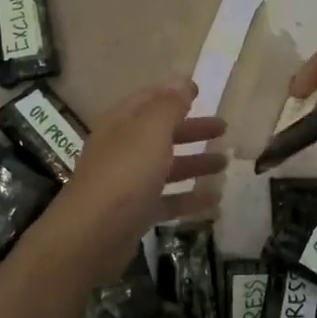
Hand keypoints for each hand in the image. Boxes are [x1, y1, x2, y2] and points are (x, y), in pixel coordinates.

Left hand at [49, 80, 226, 267]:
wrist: (92, 235)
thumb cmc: (125, 173)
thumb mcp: (150, 130)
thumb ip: (169, 105)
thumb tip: (183, 82)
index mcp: (123, 123)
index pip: (149, 100)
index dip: (173, 93)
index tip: (201, 92)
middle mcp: (123, 149)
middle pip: (161, 134)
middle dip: (192, 129)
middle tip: (223, 129)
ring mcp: (128, 183)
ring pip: (166, 167)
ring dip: (195, 163)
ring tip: (224, 164)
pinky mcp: (135, 214)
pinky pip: (167, 201)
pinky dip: (190, 198)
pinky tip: (214, 201)